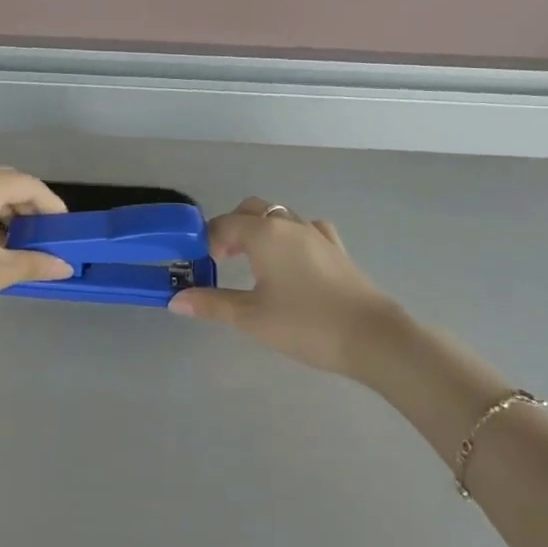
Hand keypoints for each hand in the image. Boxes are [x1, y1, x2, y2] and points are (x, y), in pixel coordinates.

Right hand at [169, 199, 408, 378]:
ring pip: (280, 217)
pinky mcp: (336, 249)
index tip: (199, 265)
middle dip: (232, 228)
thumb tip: (176, 300)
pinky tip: (291, 260)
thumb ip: (211, 304)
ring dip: (260, 230)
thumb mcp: (250, 318)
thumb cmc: (304, 324)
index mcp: (264, 233)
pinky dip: (290, 237)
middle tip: (221, 260)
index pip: (225, 224)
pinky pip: (307, 230)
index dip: (206, 240)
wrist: (371, 336)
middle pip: (253, 210)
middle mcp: (289, 224)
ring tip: (252, 262)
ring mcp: (317, 234)